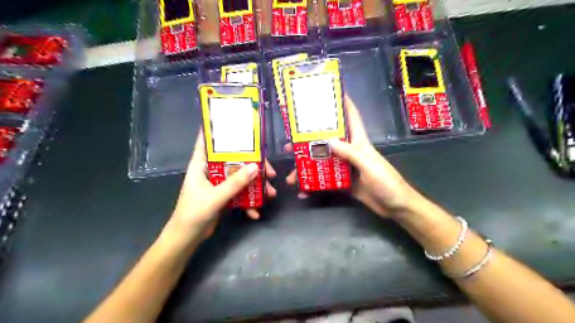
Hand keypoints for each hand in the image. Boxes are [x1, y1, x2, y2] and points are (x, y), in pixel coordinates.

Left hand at [169, 132, 275, 241]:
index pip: (206, 142)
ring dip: (255, 186)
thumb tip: (256, 166)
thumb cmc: (193, 213)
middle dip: (252, 166)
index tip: (235, 124)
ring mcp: (218, 185)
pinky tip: (255, 212)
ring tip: (270, 193)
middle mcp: (210, 172)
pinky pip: (239, 194)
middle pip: (233, 161)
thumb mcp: (216, 197)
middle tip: (269, 171)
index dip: (217, 131)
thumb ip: (235, 183)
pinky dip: (248, 202)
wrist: (186, 239)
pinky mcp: (223, 197)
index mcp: (201, 165)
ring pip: (240, 178)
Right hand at [286, 96, 421, 215]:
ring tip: (292, 175)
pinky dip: (314, 185)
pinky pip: (325, 180)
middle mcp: (350, 151)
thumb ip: (350, 153)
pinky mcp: (343, 181)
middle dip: (309, 141)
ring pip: (323, 162)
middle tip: (290, 145)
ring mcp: (345, 167)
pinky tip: (303, 191)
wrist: (395, 206)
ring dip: (307, 167)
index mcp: (359, 142)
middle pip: (327, 141)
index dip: (343, 103)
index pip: (351, 117)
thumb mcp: (369, 165)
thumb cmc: (387, 182)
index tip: (328, 92)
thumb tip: (328, 141)